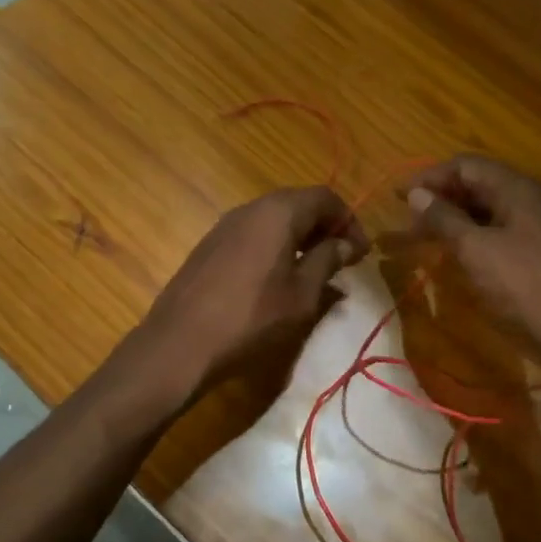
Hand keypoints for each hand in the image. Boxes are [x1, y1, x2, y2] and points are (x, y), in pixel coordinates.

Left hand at [135, 186, 367, 402]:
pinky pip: (253, 234)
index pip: (325, 198)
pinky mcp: (209, 246)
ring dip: (300, 238)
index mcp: (278, 212)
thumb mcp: (301, 294)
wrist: (179, 344)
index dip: (349, 221)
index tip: (361, 253)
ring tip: (314, 272)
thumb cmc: (251, 318)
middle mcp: (250, 208)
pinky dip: (275, 247)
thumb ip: (327, 261)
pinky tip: (278, 279)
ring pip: (274, 219)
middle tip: (342, 260)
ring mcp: (225, 225)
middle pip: (299, 204)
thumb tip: (346, 244)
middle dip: (325, 228)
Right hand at [404, 155, 540, 379]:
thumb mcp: (476, 250)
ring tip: (424, 237)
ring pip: (489, 212)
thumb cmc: (525, 287)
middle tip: (409, 221)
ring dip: (455, 220)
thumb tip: (416, 194)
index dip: (431, 178)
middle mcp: (534, 201)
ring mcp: (540, 228)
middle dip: (441, 199)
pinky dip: (474, 238)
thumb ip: (444, 219)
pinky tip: (455, 254)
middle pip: (480, 186)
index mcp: (521, 190)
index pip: (468, 166)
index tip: (399, 197)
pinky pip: (500, 233)